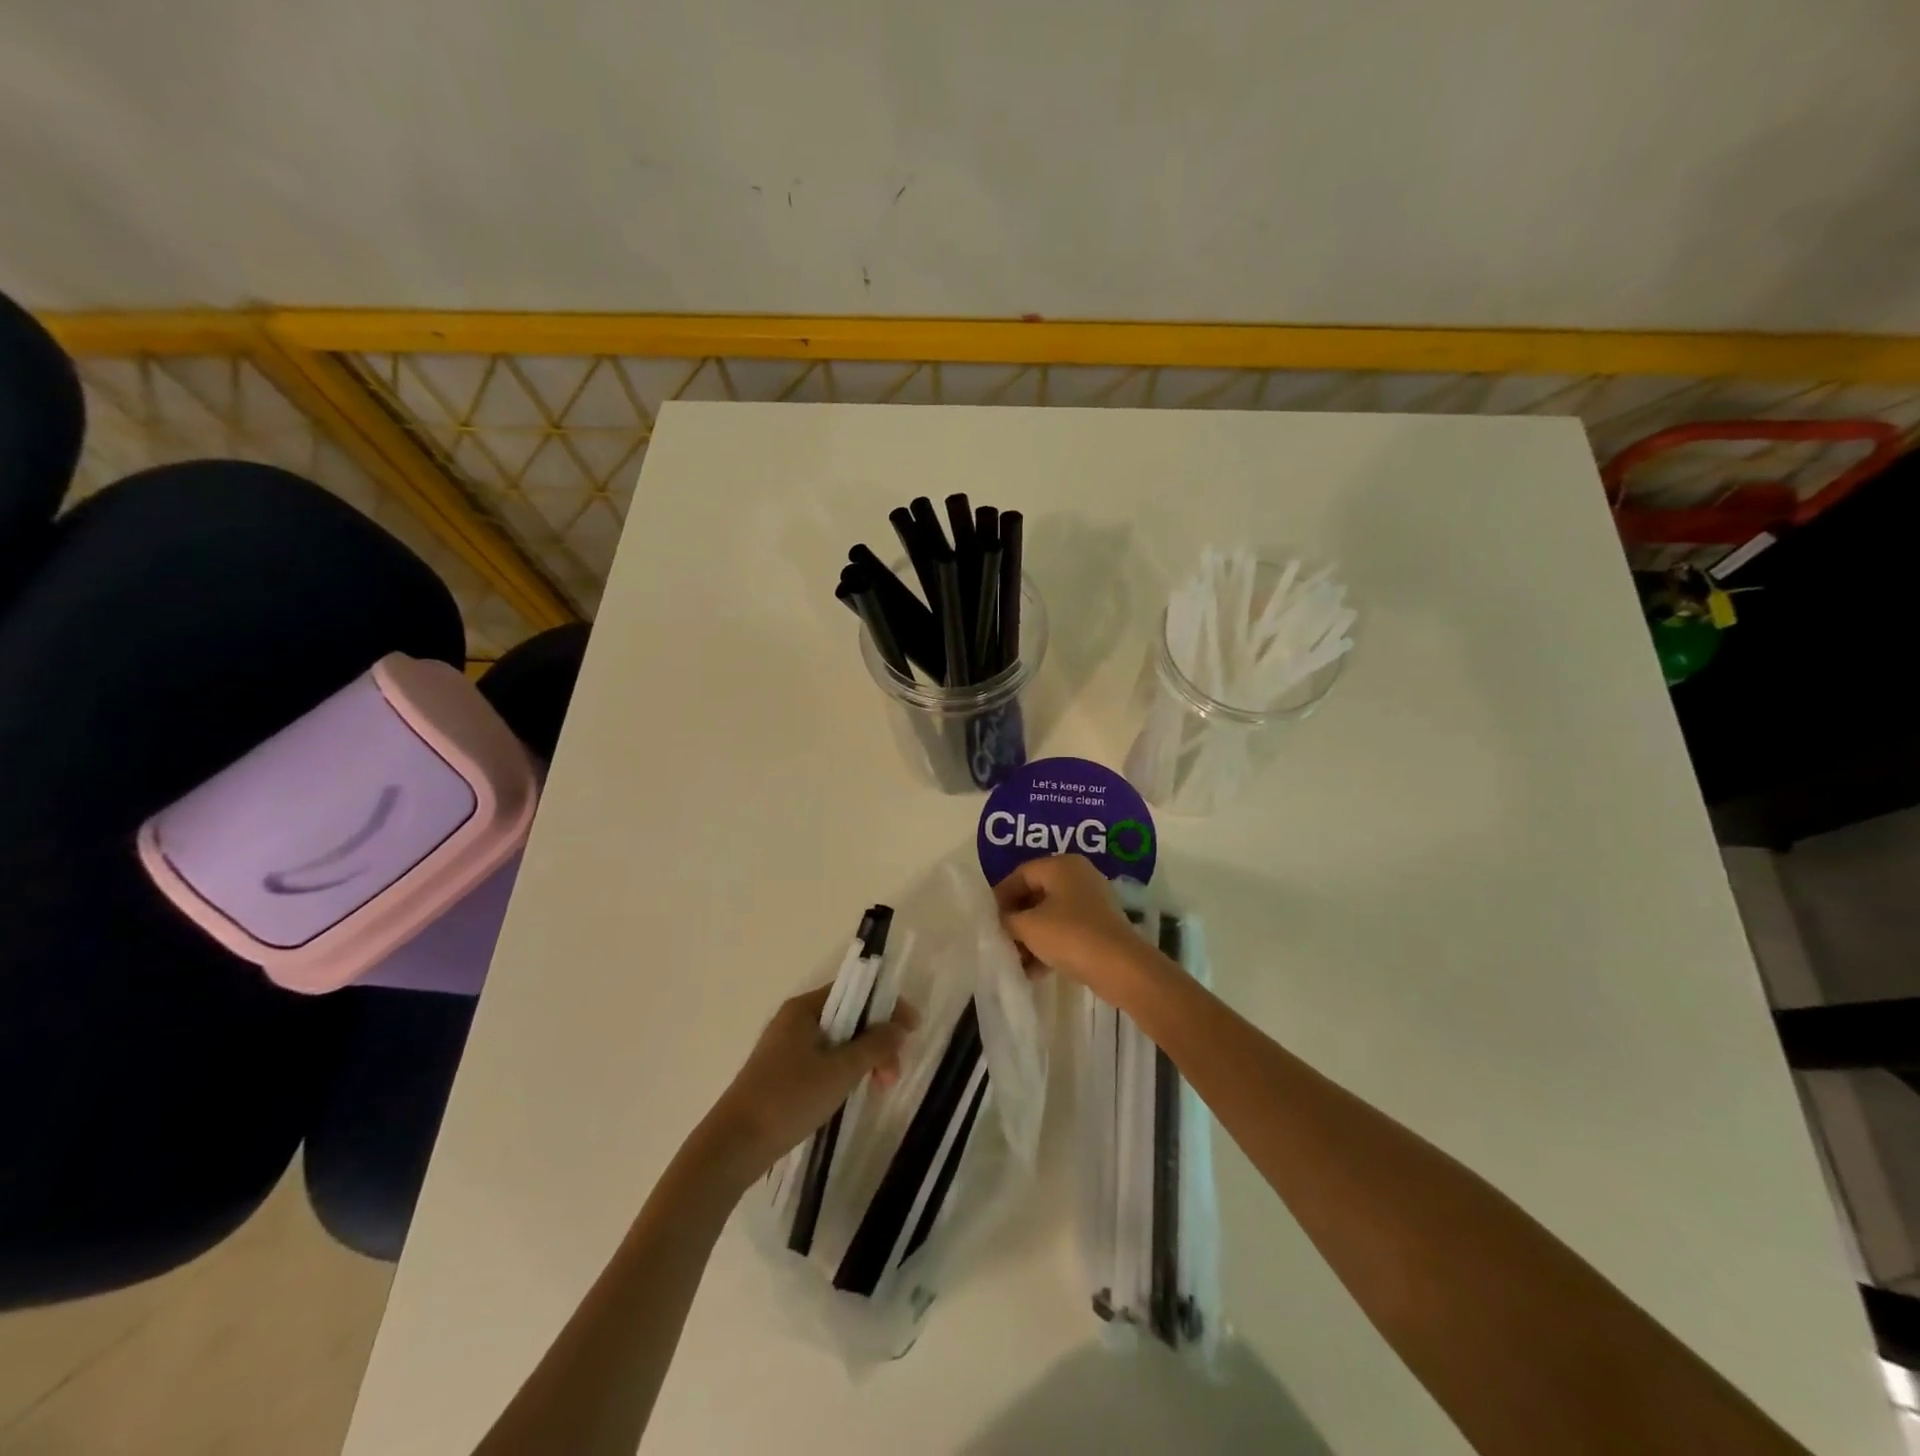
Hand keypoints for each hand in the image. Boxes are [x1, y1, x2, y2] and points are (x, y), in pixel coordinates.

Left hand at [706, 985, 916, 1180]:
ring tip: (879, 1089)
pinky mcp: (784, 1073)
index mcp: (805, 1009)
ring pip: (839, 1041)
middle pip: (850, 1017)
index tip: (912, 1031)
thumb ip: (874, 1045)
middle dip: (878, 1040)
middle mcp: (796, 1020)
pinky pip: (825, 1060)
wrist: (733, 1146)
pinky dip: (846, 1071)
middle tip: (893, 1074)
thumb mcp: (839, 1071)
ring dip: (865, 1059)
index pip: (856, 991)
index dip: (887, 1006)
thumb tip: (899, 1027)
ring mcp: (788, 1047)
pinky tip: (855, 1093)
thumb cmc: (788, 1099)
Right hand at [993, 854, 1154, 997]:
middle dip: (1015, 920)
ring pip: (1050, 915)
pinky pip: (1065, 930)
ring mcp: (1091, 902)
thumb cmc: (1070, 935)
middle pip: (1035, 894)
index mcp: (1061, 865)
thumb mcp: (1028, 926)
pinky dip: (1048, 946)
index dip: (1000, 896)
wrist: (1120, 967)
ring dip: (1030, 937)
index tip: (987, 920)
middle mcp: (1078, 876)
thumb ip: (1007, 919)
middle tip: (999, 940)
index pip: (1020, 874)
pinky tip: (1033, 971)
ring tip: (1015, 961)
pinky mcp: (1099, 927)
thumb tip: (1000, 920)